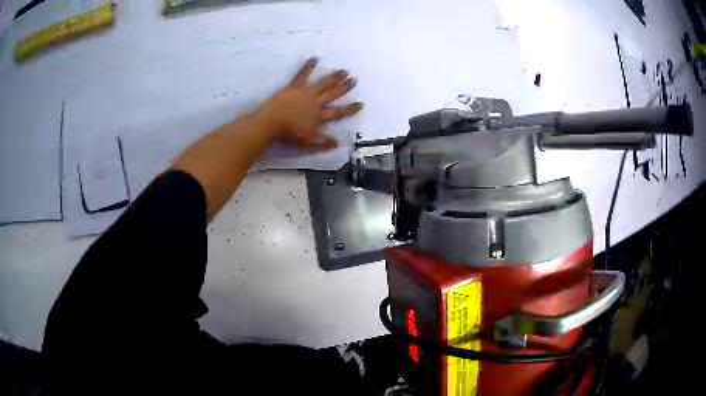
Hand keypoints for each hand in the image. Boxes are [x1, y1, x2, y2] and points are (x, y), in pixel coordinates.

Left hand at [252, 58, 363, 149]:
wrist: (271, 122)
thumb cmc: (288, 133)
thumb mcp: (307, 141)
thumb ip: (322, 141)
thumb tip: (338, 143)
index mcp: (319, 116)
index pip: (338, 112)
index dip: (350, 108)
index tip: (360, 104)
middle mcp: (316, 102)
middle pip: (333, 93)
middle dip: (344, 87)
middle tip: (354, 79)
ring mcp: (306, 93)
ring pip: (323, 83)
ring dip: (334, 76)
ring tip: (343, 71)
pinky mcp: (295, 86)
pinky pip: (302, 75)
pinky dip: (308, 66)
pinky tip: (315, 58)